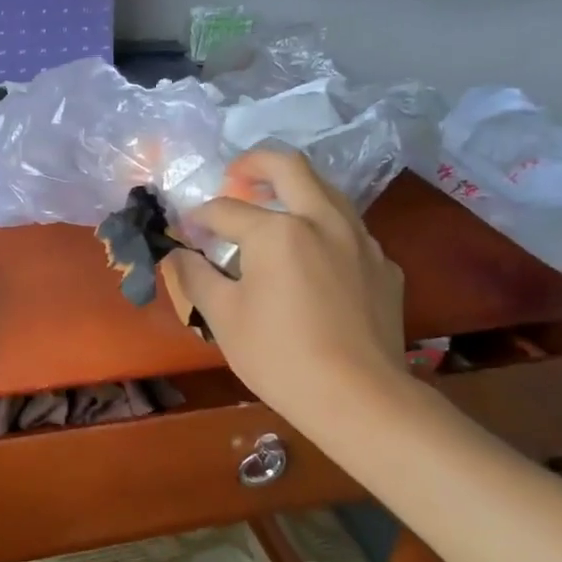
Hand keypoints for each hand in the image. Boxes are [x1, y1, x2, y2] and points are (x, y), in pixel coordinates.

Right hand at [164, 147, 409, 443]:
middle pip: (288, 165)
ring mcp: (361, 240)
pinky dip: (324, 230)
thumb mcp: (222, 317)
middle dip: (254, 163)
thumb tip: (177, 254)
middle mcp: (323, 220)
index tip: (185, 231)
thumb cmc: (279, 357)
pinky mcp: (385, 266)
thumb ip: (194, 276)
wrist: (359, 397)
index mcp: (278, 230)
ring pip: (327, 191)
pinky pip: (349, 231)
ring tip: (272, 213)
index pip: (225, 209)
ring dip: (294, 190)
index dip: (198, 217)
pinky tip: (313, 261)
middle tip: (234, 178)